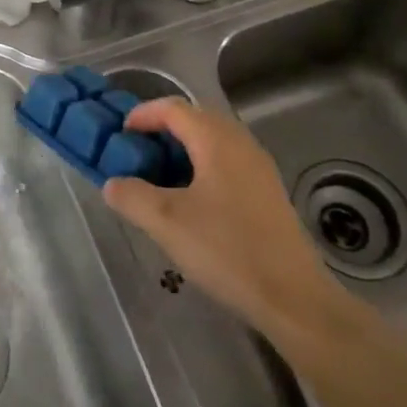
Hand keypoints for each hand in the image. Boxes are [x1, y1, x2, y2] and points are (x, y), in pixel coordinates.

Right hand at [103, 99, 342, 335]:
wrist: (294, 297)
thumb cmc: (227, 250)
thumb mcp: (166, 223)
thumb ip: (132, 196)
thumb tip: (113, 183)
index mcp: (216, 140)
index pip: (173, 108)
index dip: (142, 115)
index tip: (120, 135)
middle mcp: (241, 143)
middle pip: (195, 119)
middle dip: (162, 130)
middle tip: (137, 153)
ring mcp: (259, 168)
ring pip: (213, 142)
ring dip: (183, 149)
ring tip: (159, 176)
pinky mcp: (268, 193)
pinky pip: (227, 162)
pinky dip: (202, 167)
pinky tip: (191, 200)